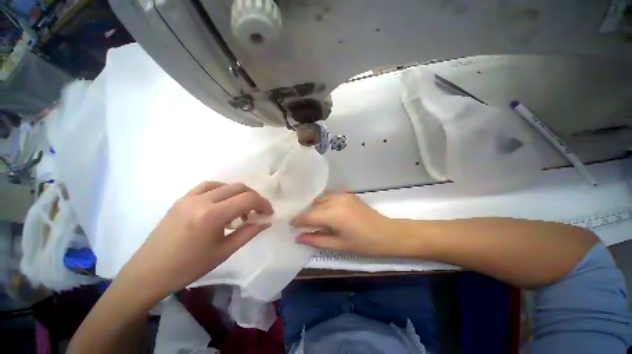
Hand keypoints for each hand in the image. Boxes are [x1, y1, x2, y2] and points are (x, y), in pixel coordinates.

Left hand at [118, 181, 272, 297]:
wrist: (149, 272)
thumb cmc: (189, 267)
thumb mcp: (224, 251)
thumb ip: (249, 232)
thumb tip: (267, 222)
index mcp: (212, 215)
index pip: (248, 199)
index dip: (263, 204)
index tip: (268, 213)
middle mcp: (201, 200)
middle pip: (238, 187)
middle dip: (254, 197)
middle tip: (258, 211)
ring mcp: (189, 197)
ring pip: (224, 184)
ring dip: (238, 193)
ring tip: (241, 209)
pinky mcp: (181, 199)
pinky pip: (207, 186)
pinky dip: (222, 190)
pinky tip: (223, 202)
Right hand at [292, 193, 401, 256]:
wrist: (389, 234)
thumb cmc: (365, 244)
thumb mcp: (339, 245)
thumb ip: (316, 240)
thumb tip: (298, 238)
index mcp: (334, 214)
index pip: (308, 215)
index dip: (297, 220)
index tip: (290, 225)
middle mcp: (336, 200)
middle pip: (313, 205)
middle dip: (304, 214)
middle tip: (299, 224)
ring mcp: (343, 195)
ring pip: (320, 199)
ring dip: (313, 208)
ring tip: (310, 219)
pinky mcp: (348, 194)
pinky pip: (329, 197)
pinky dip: (322, 204)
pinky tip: (323, 213)